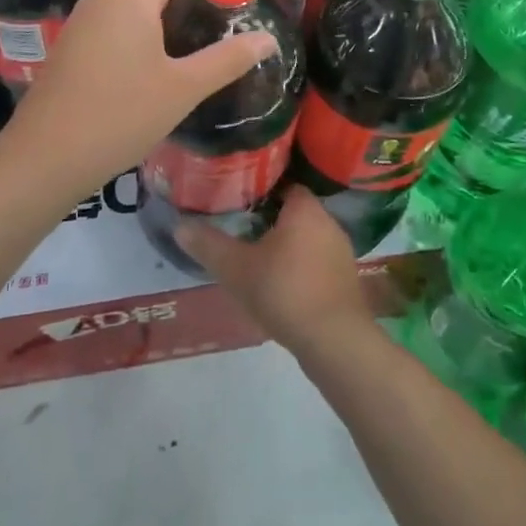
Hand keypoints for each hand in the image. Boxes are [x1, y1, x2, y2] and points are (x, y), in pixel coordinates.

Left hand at [0, 0, 278, 200]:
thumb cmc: (119, 116)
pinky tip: (168, 45)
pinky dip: (151, 18)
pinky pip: (121, 16)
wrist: (44, 158)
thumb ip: (228, 59)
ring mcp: (85, 20)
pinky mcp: (76, 44)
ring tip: (209, 16)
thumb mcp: (183, 88)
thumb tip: (268, 39)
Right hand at [177, 187, 374, 358]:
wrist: (335, 342)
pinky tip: (282, 284)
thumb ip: (208, 245)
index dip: (260, 190)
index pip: (283, 183)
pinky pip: (318, 261)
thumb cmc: (285, 292)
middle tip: (242, 228)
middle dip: (270, 218)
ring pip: (307, 237)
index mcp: (305, 208)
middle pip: (294, 210)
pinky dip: (301, 266)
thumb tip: (179, 225)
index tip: (238, 199)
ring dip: (286, 245)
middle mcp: (328, 221)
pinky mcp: (346, 279)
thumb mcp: (237, 269)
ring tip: (258, 256)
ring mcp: (341, 251)